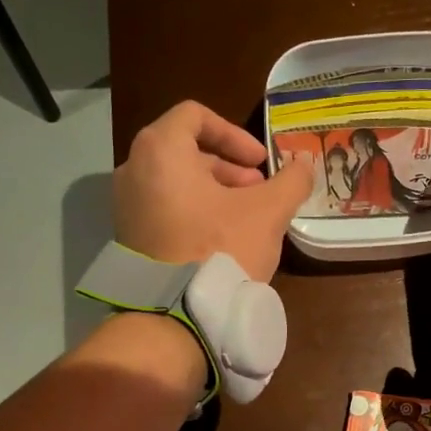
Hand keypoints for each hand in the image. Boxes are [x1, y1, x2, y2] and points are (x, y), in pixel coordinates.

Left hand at [115, 101, 312, 281]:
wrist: (175, 315)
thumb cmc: (220, 248)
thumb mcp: (267, 212)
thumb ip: (291, 181)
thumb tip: (304, 163)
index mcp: (160, 150)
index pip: (195, 116)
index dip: (234, 133)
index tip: (261, 162)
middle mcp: (133, 170)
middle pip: (186, 151)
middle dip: (229, 169)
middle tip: (259, 192)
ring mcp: (126, 206)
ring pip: (176, 183)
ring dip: (215, 192)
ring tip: (245, 219)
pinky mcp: (129, 238)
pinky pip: (165, 210)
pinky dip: (193, 213)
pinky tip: (221, 241)